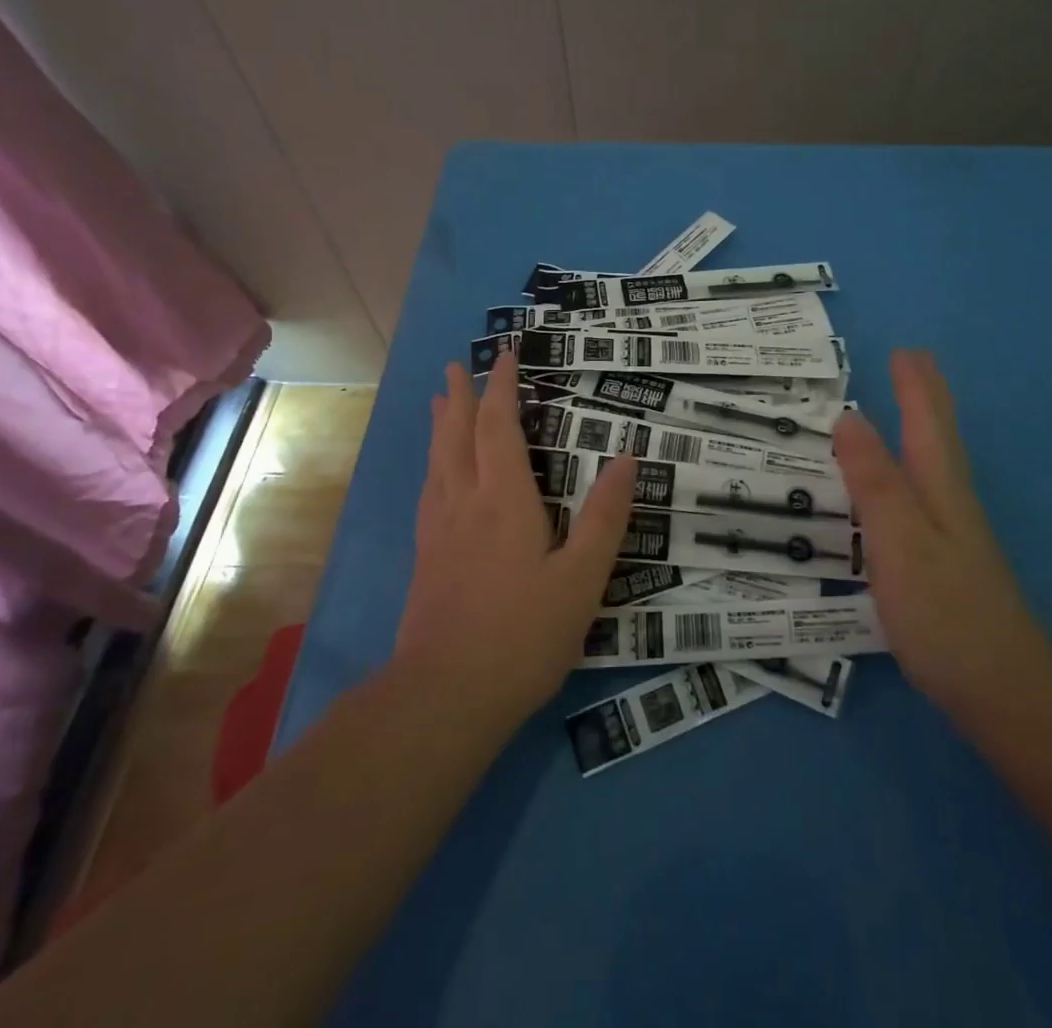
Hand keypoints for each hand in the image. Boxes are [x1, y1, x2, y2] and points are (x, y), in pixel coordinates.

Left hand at [394, 353, 637, 731]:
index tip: (503, 356)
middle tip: (456, 366)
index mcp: (504, 499)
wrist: (445, 695)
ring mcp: (438, 530)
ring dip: (441, 425)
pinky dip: (434, 464)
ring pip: (437, 461)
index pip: (498, 427)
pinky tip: (435, 475)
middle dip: (459, 397)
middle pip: (457, 435)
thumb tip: (626, 458)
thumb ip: (604, 518)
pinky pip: (429, 490)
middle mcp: (464, 502)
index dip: (501, 389)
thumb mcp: (582, 579)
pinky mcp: (425, 557)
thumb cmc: (522, 634)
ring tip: (438, 402)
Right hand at [833, 350, 1051, 719]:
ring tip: (905, 408)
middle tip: (912, 363)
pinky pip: (922, 493)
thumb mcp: (898, 537)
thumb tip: (849, 417)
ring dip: (921, 427)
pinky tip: (901, 485)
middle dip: (925, 397)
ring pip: (934, 463)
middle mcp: (950, 500)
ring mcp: (952, 533)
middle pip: (938, 436)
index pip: (927, 421)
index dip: (915, 385)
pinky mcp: (945, 562)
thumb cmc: (943, 608)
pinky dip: (911, 468)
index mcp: (939, 486)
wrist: (1000, 688)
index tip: (904, 350)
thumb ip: (873, 479)